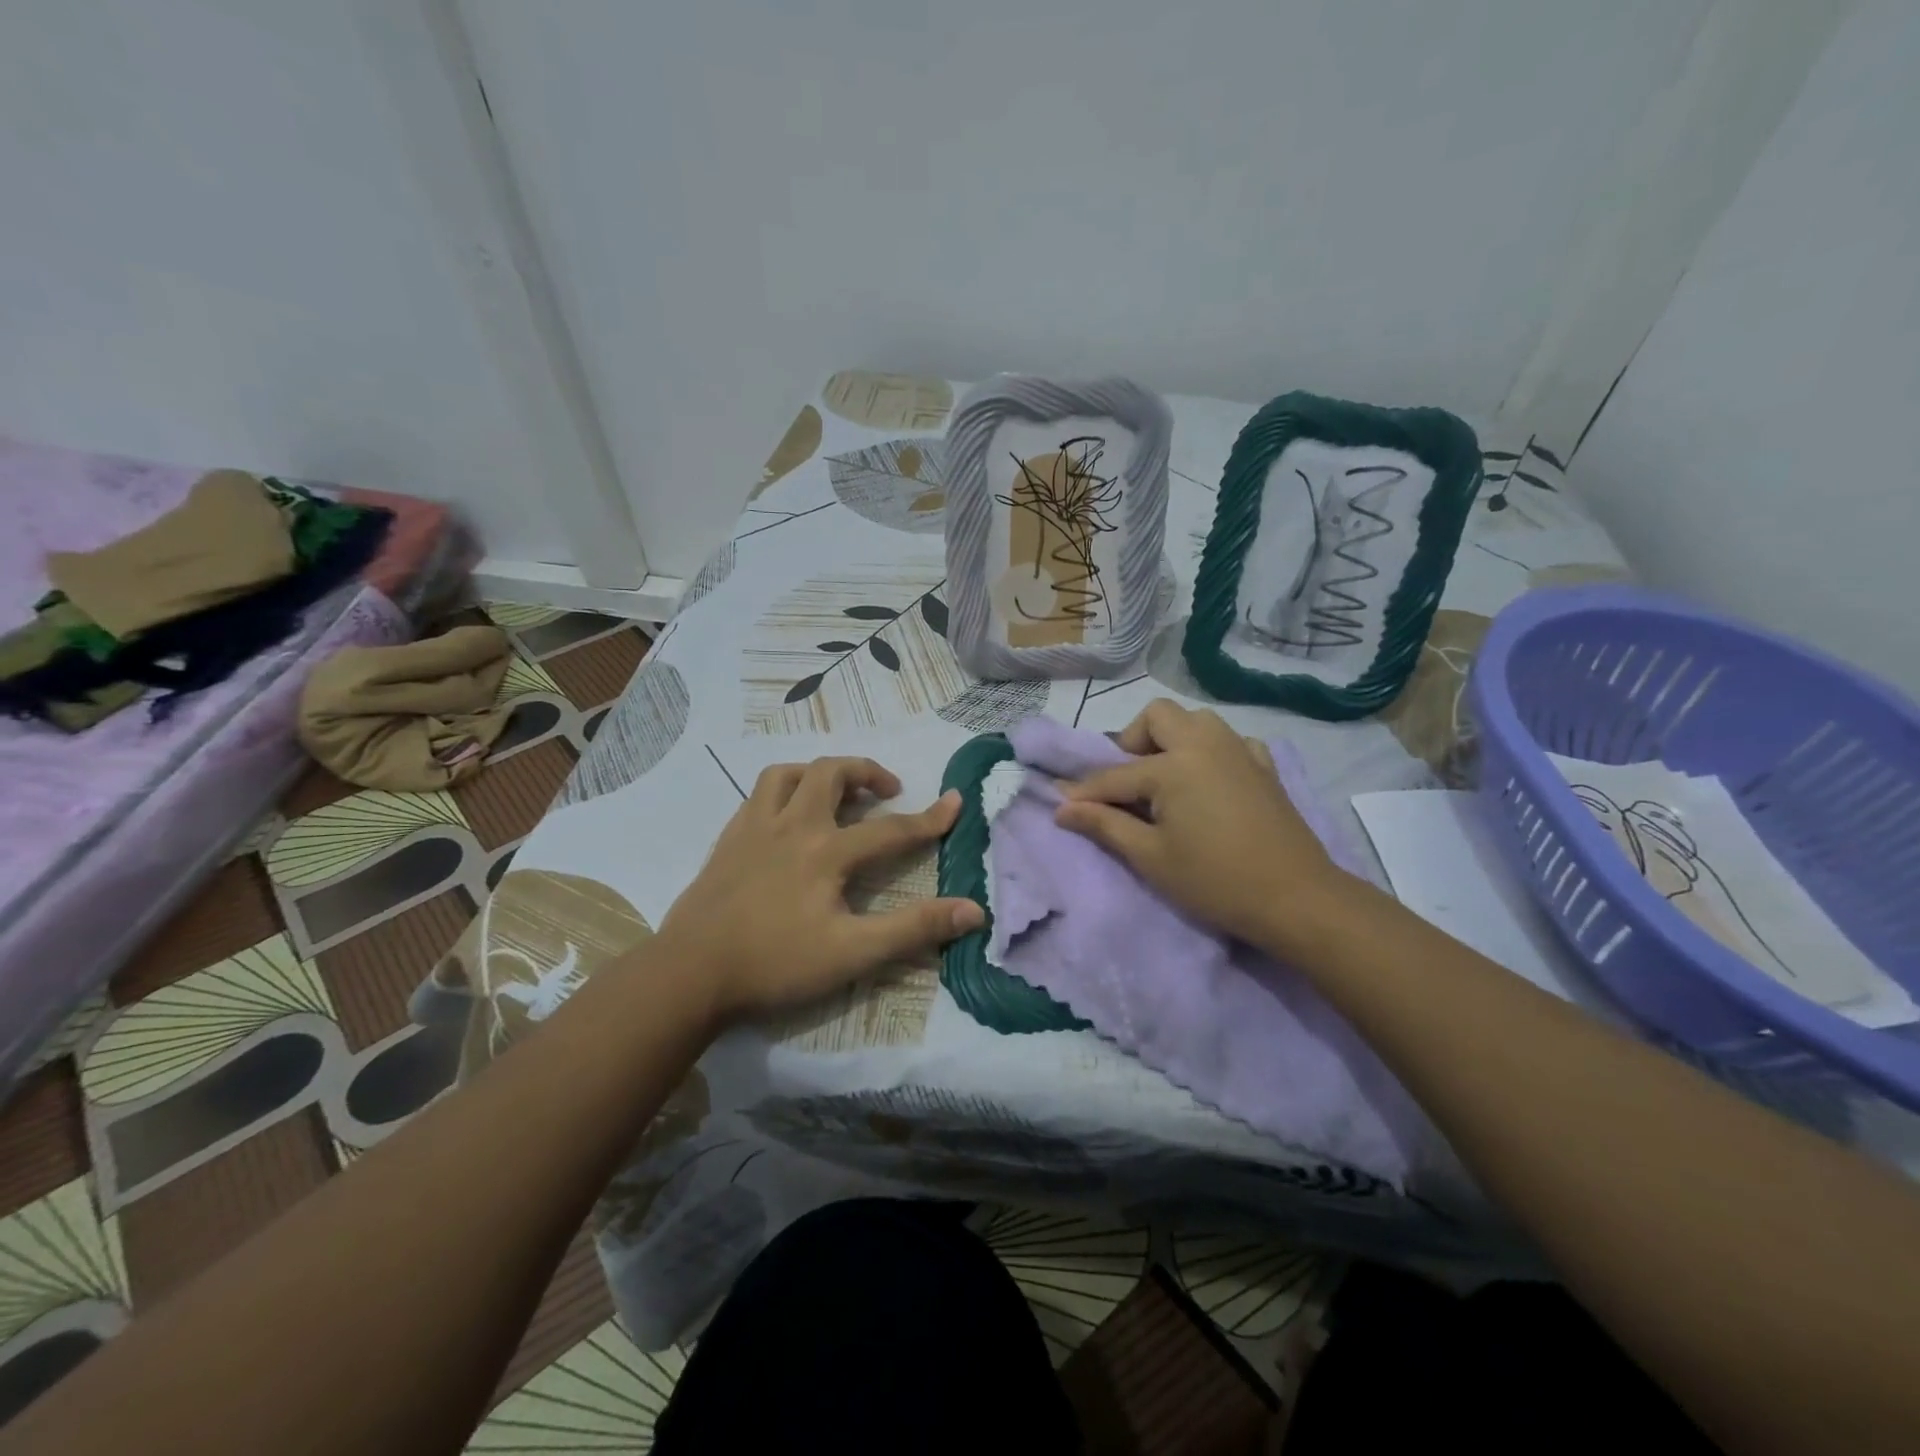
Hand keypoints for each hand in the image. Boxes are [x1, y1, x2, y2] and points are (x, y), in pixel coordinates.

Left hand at [657, 757, 982, 1020]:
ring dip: (819, 773)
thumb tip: (973, 910)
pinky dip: (784, 790)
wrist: (689, 972)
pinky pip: (759, 795)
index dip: (929, 818)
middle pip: (831, 773)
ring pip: (788, 774)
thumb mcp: (853, 953)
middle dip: (866, 772)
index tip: (956, 801)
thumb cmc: (775, 963)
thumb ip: (913, 928)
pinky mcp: (727, 840)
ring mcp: (754, 828)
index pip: (890, 829)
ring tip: (836, 792)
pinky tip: (787, 816)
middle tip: (888, 791)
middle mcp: (792, 825)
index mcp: (826, 851)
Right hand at [1054, 699, 1347, 947]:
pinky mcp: (1264, 767)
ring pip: (1196, 720)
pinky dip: (1212, 752)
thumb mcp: (1151, 857)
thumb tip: (1063, 808)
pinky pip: (1230, 741)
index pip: (1115, 775)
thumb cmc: (1215, 881)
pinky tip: (1209, 782)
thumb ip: (1104, 825)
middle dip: (1132, 741)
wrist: (1297, 899)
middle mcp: (1205, 744)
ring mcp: (1240, 751)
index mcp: (1174, 765)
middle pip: (1157, 716)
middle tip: (1128, 782)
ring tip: (1165, 780)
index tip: (1061, 804)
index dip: (1084, 792)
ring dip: (1172, 739)